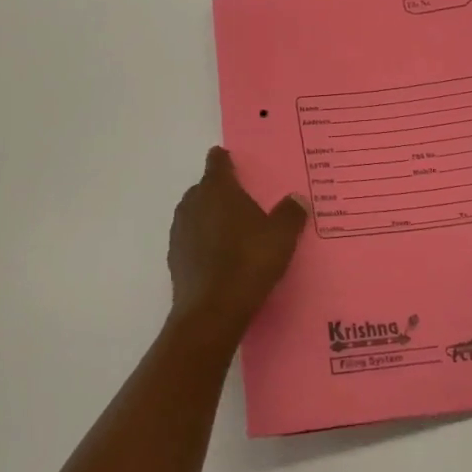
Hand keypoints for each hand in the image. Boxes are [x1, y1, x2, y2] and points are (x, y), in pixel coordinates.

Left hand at [168, 147, 307, 342]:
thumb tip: (297, 198)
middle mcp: (193, 202)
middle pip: (205, 187)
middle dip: (221, 191)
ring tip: (232, 231)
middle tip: (243, 202)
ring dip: (210, 217)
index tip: (235, 162)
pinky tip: (218, 257)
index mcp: (218, 188)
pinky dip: (202, 241)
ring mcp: (180, 230)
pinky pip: (191, 239)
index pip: (218, 162)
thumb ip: (291, 213)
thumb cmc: (248, 262)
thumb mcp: (281, 236)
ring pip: (196, 213)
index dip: (225, 159)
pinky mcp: (175, 257)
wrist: (211, 312)